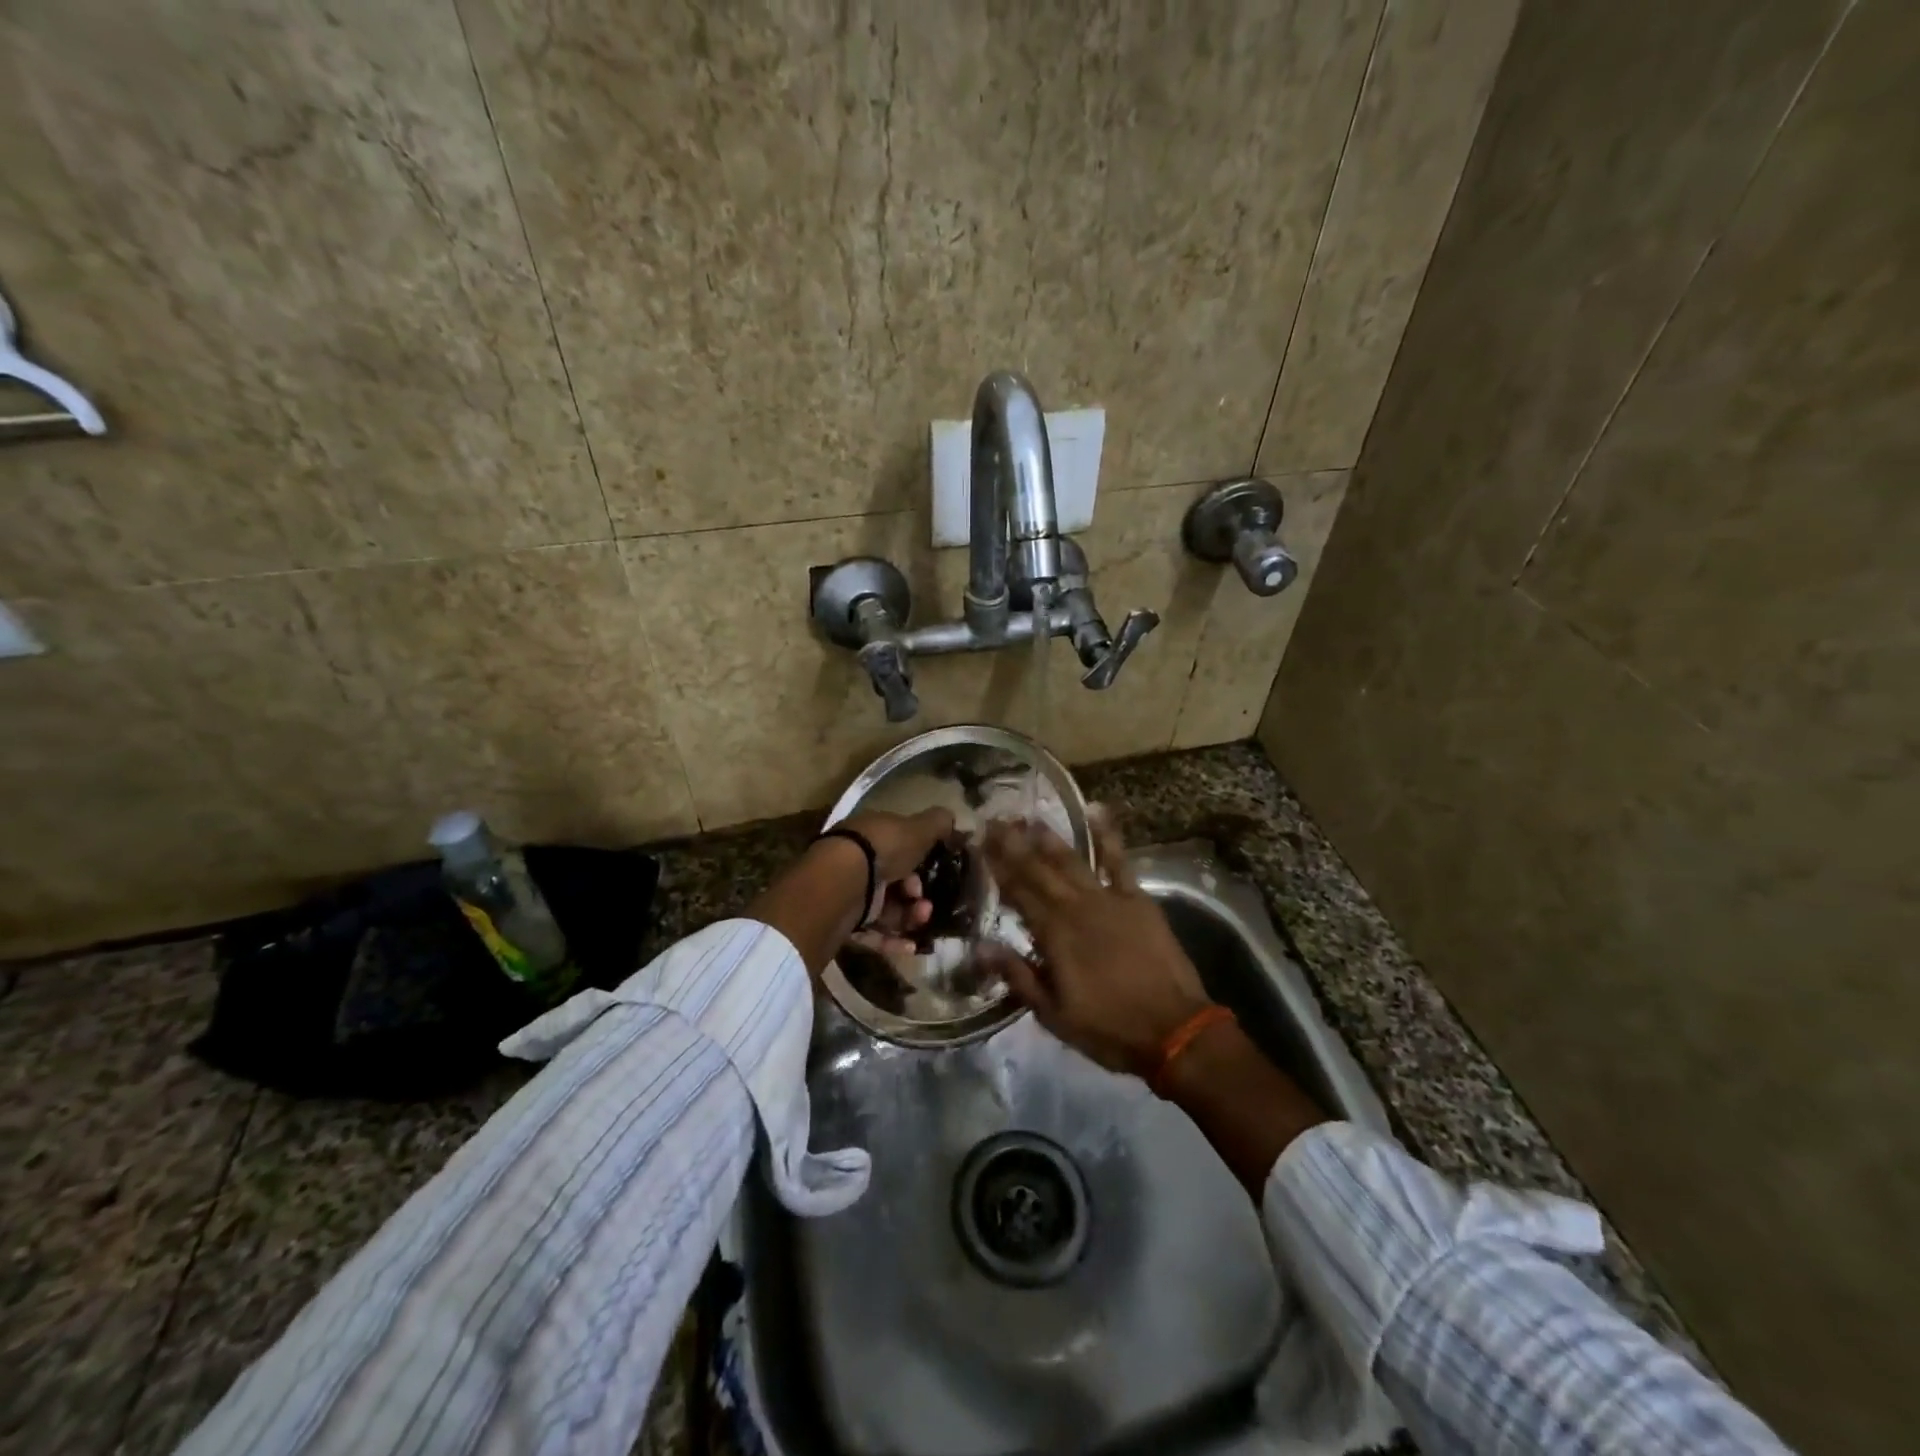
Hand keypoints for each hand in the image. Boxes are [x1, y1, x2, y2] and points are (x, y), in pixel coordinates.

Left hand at [839, 807, 955, 958]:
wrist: (841, 881)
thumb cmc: (883, 848)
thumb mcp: (917, 829)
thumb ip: (936, 824)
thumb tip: (950, 817)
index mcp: (872, 833)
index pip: (898, 844)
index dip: (919, 858)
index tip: (933, 869)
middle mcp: (857, 859)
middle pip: (893, 879)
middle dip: (916, 892)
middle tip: (926, 901)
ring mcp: (849, 890)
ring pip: (886, 907)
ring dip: (909, 916)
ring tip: (922, 919)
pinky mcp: (843, 919)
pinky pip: (872, 931)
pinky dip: (892, 939)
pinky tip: (911, 946)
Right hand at [980, 809, 1212, 1075]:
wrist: (1175, 1030)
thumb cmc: (1108, 1028)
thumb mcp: (1053, 1014)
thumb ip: (1017, 975)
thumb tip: (979, 946)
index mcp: (1054, 934)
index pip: (1018, 892)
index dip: (997, 867)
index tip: (979, 843)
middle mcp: (1076, 907)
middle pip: (1039, 870)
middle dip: (1014, 845)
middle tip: (994, 820)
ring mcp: (1109, 899)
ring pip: (1072, 861)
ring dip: (1049, 838)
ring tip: (1029, 818)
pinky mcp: (1137, 899)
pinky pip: (1119, 861)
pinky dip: (1107, 835)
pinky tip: (1095, 810)